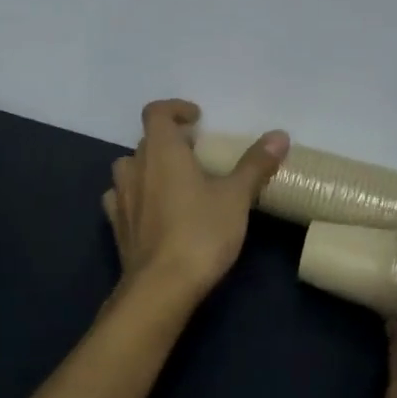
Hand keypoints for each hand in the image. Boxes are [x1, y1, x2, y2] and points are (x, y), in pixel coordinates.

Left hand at [102, 99, 288, 319]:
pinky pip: (121, 198)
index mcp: (162, 151)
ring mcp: (121, 198)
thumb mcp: (236, 197)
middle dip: (170, 141)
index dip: (175, 109)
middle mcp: (136, 167)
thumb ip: (255, 164)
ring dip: (149, 167)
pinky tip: (153, 209)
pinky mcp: (117, 226)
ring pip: (129, 168)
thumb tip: (279, 134)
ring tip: (175, 180)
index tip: (197, 118)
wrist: (160, 288)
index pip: (156, 112)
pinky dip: (136, 195)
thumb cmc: (200, 233)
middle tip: (198, 154)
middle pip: (147, 141)